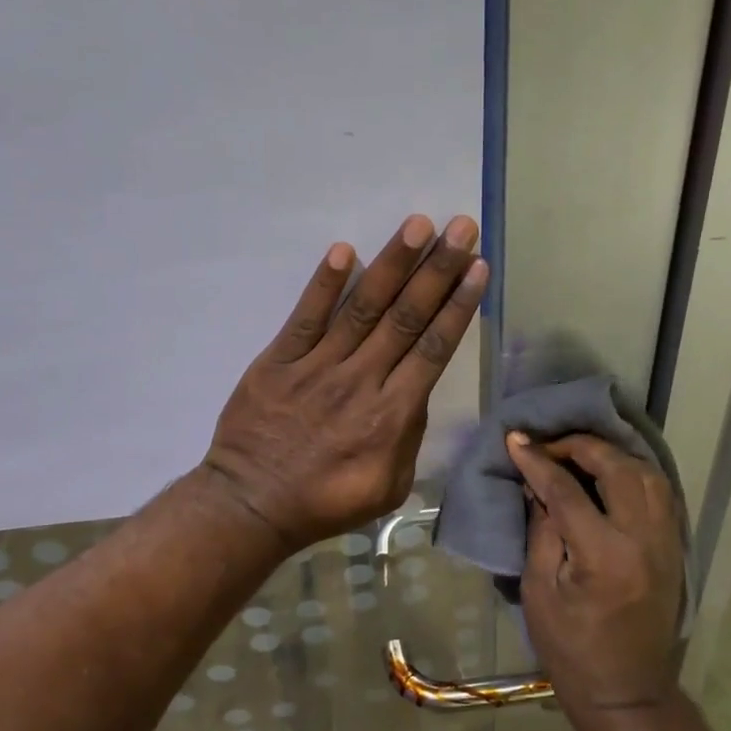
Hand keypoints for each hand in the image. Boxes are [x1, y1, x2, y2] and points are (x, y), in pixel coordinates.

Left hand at [203, 214, 486, 550]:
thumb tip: (415, 390)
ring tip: (418, 225)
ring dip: (392, 264)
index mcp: (391, 415)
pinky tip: (343, 251)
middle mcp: (360, 381)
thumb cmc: (327, 501)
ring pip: (362, 308)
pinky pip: (305, 318)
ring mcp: (317, 367)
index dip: (457, 306)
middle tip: (461, 228)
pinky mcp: (279, 361)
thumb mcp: (390, 486)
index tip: (477, 268)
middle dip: (437, 270)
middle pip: (406, 318)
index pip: (432, 349)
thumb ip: (409, 435)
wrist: (252, 505)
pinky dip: (324, 285)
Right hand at [505, 432, 685, 713]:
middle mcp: (643, 539)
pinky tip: (610, 473)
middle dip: (580, 446)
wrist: (626, 691)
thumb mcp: (539, 591)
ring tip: (578, 455)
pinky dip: (634, 472)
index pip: (567, 490)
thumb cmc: (571, 648)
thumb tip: (536, 484)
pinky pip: (660, 492)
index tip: (515, 439)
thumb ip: (541, 530)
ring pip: (647, 473)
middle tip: (548, 444)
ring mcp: (666, 541)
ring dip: (612, 455)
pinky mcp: (674, 546)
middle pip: (617, 468)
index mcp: (604, 555)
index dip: (537, 460)